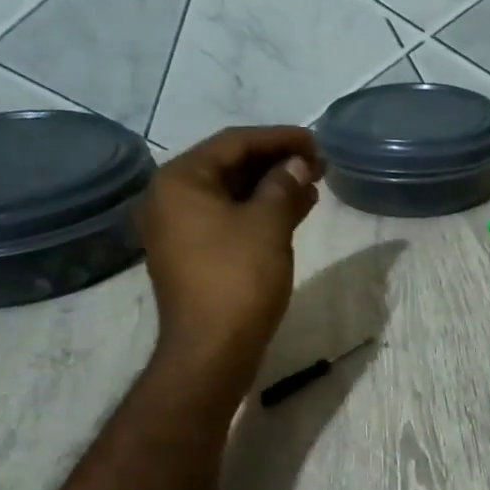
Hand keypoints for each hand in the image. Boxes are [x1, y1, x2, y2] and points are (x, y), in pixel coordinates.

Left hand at [136, 126, 322, 401]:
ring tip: (313, 184)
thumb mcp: (268, 224)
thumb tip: (297, 164)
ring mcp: (179, 228)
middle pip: (230, 165)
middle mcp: (171, 198)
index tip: (316, 141)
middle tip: (318, 163)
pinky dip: (260, 211)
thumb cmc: (238, 279)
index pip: (234, 142)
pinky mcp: (193, 254)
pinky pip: (229, 218)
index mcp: (181, 180)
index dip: (279, 138)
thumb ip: (284, 184)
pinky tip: (295, 210)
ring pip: (232, 193)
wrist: (211, 351)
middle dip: (276, 162)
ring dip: (272, 187)